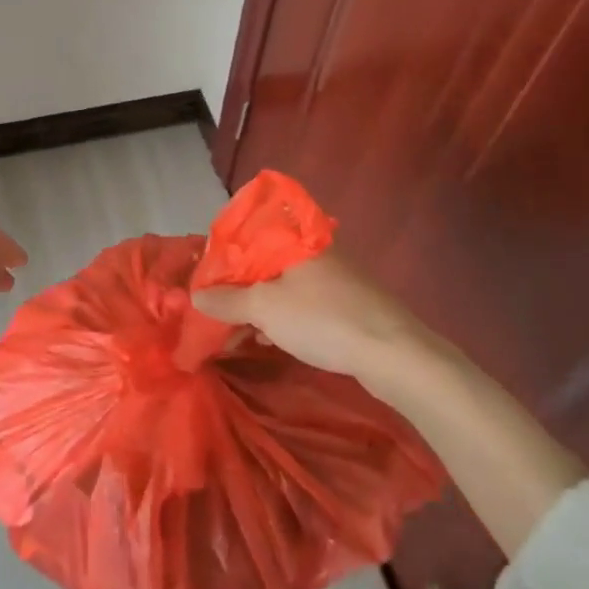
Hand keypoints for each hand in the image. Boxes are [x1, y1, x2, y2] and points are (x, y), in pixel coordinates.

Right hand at [200, 246, 588, 556]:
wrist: (393, 353)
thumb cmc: (324, 319)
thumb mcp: (266, 308)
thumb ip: (228, 300)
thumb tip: (195, 294)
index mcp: (294, 240)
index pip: (248, 235)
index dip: (221, 257)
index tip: (201, 282)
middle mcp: (314, 253)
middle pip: (263, 264)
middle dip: (234, 289)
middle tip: (211, 312)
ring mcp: (332, 280)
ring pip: (280, 288)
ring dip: (254, 309)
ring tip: (229, 333)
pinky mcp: (344, 306)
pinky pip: (299, 306)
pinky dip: (278, 320)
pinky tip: (263, 340)